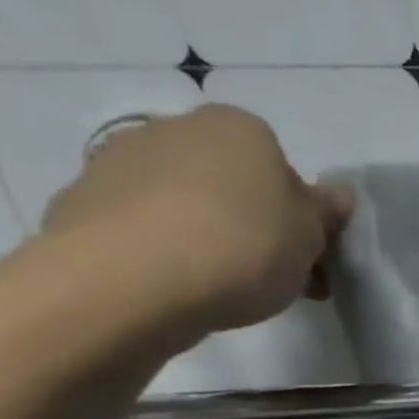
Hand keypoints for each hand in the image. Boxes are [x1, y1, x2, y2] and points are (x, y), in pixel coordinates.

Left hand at [43, 105, 353, 336]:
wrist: (129, 280)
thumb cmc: (243, 247)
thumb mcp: (311, 237)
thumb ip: (325, 214)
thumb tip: (336, 196)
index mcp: (240, 129)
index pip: (285, 169)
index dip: (304, 216)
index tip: (311, 256)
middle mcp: (176, 129)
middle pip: (235, 183)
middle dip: (259, 225)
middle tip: (279, 279)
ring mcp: (121, 161)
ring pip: (190, 203)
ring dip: (214, 236)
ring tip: (229, 289)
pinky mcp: (83, 201)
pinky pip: (147, 226)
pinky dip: (168, 250)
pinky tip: (182, 286)